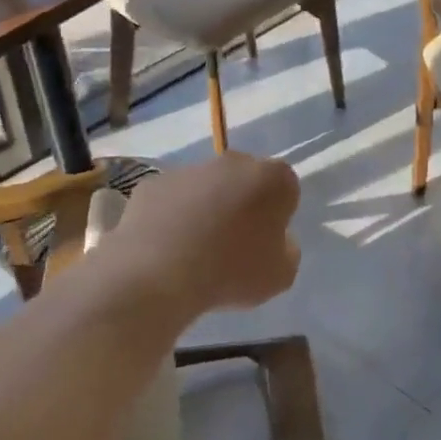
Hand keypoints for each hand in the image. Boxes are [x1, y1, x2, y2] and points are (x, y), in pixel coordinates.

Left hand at [99, 151, 300, 320]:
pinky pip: (171, 199)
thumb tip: (274, 240)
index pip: (285, 188)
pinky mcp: (154, 183)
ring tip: (195, 252)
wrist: (157, 276)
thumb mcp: (281, 275)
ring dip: (206, 209)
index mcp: (273, 178)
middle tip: (234, 244)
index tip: (267, 241)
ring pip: (206, 187)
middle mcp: (233, 162)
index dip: (278, 214)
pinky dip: (172, 217)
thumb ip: (286, 249)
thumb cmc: (231, 273)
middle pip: (245, 180)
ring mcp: (190, 170)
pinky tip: (166, 249)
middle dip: (243, 203)